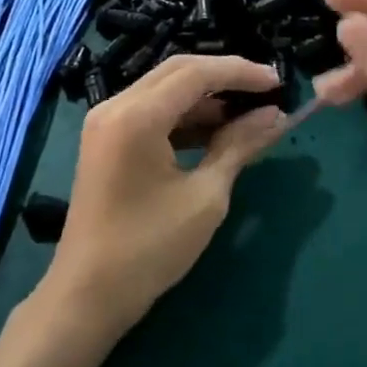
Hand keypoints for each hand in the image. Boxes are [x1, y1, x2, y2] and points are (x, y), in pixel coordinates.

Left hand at [44, 55, 288, 336]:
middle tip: (267, 90)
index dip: (240, 72)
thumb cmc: (150, 248)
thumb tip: (274, 115)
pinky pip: (152, 111)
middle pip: (178, 71)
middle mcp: (115, 106)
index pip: (196, 73)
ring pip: (165, 89)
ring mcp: (106, 122)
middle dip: (225, 77)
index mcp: (136, 116)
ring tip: (250, 112)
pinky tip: (218, 131)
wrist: (88, 295)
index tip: (278, 81)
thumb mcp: (205, 196)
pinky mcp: (107, 139)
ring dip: (206, 97)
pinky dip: (185, 115)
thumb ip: (239, 146)